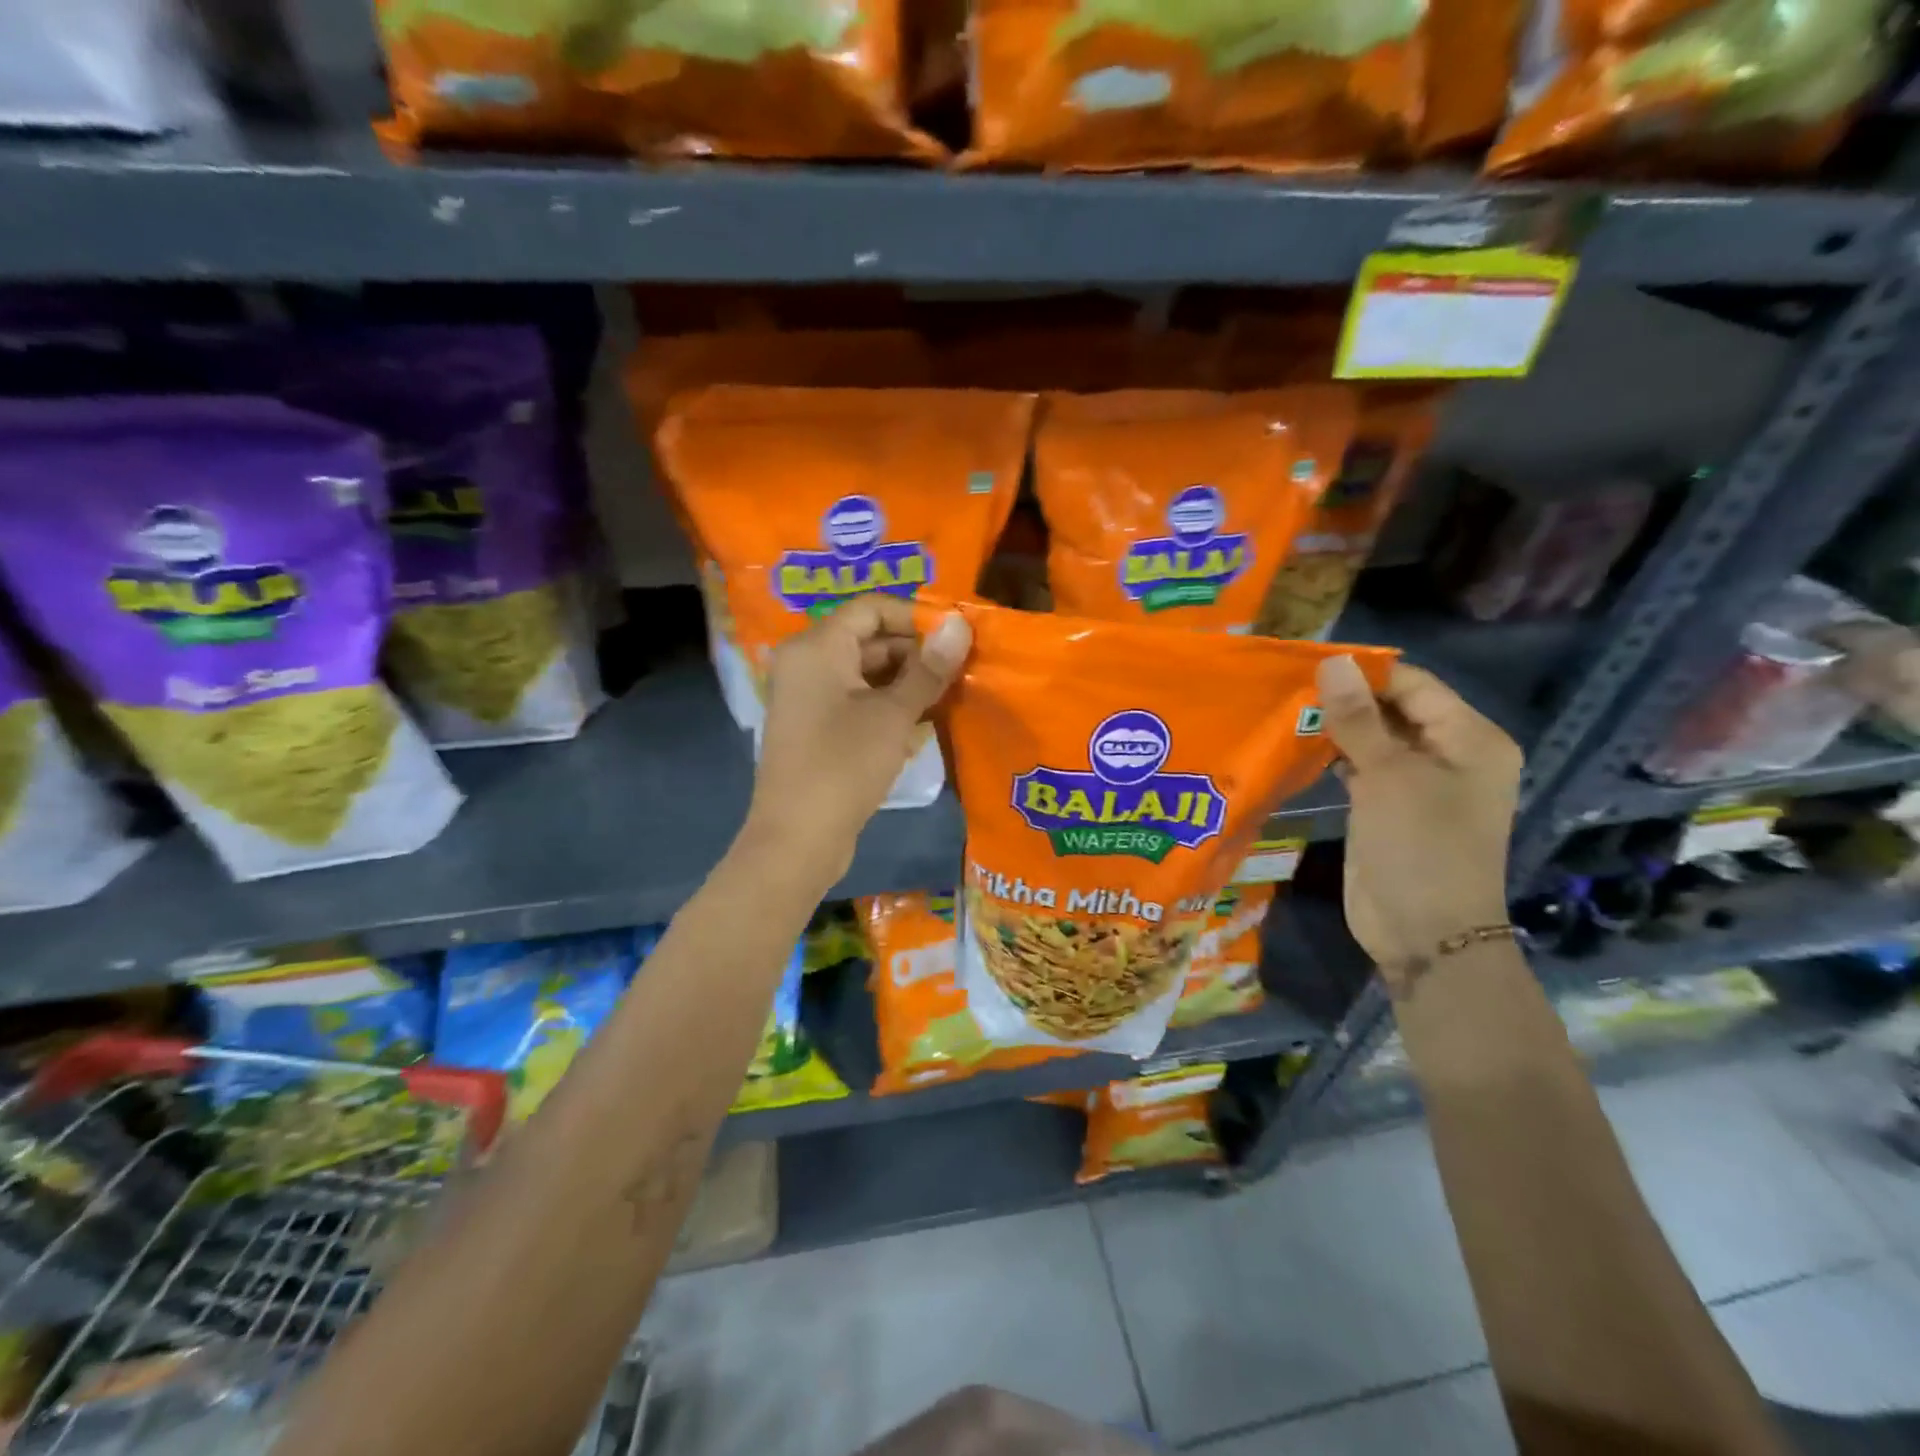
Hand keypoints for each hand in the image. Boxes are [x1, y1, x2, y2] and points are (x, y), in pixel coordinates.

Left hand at [744, 595, 969, 885]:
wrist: (797, 839)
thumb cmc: (844, 765)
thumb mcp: (893, 714)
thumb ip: (928, 668)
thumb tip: (959, 623)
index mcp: (817, 646)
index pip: (872, 608)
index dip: (916, 617)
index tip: (957, 637)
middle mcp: (807, 663)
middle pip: (869, 639)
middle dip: (916, 652)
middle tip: (963, 669)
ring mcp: (810, 698)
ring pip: (866, 673)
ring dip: (908, 681)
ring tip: (952, 694)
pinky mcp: (817, 728)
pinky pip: (857, 701)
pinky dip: (889, 705)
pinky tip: (925, 720)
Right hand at [1316, 656, 1519, 980]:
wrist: (1425, 934)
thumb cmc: (1420, 848)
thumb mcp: (1388, 777)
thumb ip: (1357, 718)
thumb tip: (1332, 662)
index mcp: (1470, 739)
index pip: (1414, 686)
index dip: (1364, 673)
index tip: (1308, 665)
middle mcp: (1449, 754)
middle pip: (1393, 710)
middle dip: (1345, 699)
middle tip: (1288, 687)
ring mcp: (1417, 783)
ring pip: (1372, 738)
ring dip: (1335, 727)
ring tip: (1284, 710)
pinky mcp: (1387, 806)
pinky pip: (1360, 767)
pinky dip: (1333, 755)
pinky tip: (1296, 746)